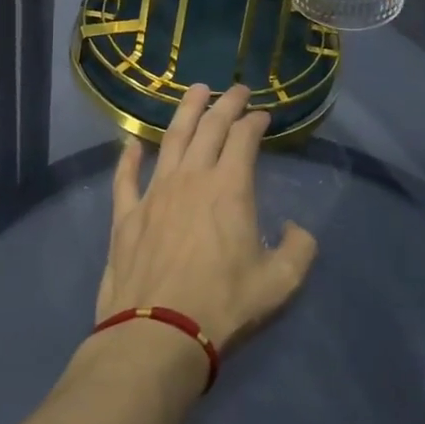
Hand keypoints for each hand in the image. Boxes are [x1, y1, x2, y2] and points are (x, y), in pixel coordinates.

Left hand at [96, 84, 318, 351]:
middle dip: (226, 103)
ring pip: (171, 139)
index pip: (244, 138)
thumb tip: (295, 229)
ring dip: (185, 111)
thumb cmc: (223, 306)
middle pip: (209, 127)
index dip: (255, 121)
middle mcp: (191, 178)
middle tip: (236, 89)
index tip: (263, 115)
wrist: (158, 334)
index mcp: (230, 188)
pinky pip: (125, 177)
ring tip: (195, 91)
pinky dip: (128, 157)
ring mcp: (155, 192)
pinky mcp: (126, 215)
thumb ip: (298, 249)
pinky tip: (131, 143)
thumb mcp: (279, 284)